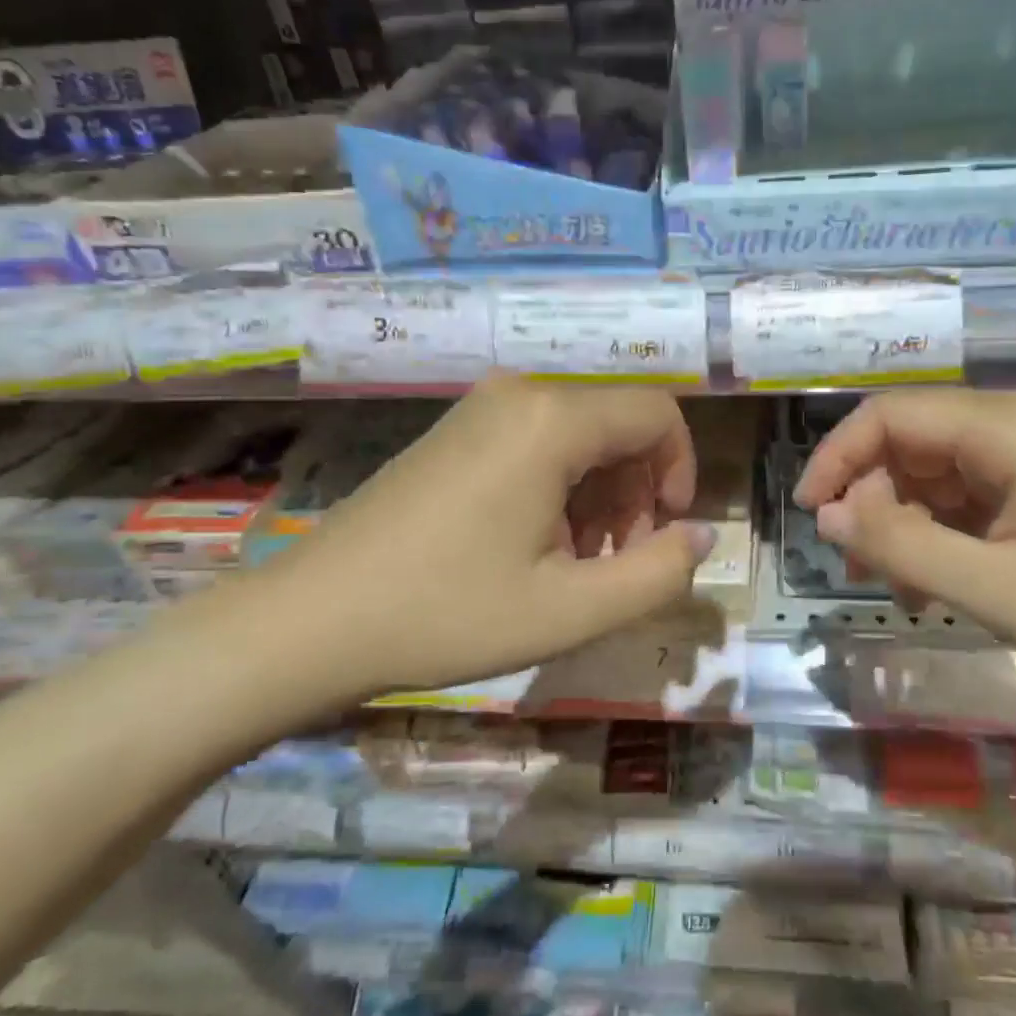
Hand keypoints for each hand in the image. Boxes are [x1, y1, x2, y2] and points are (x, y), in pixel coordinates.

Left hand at [245, 374, 714, 710]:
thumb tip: (703, 537)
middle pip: (618, 423)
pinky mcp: (455, 433)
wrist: (312, 620)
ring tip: (577, 562)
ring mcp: (480, 409)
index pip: (658, 414)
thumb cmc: (448, 613)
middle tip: (619, 561)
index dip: (682, 470)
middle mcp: (519, 394)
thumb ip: (657, 573)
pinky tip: (536, 546)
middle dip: (639, 490)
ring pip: (580, 435)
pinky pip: (537, 442)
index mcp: (552, 420)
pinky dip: (560, 488)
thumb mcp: (570, 609)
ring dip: (601, 494)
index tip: (667, 533)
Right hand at [793, 389, 1015, 706]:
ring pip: (932, 472)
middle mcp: (1015, 424)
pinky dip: (937, 534)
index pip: (890, 415)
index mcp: (1006, 428)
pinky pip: (965, 496)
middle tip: (859, 567)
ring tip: (897, 587)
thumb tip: (828, 514)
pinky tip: (934, 584)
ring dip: (901, 524)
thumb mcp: (994, 588)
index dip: (837, 457)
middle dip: (870, 500)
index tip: (809, 513)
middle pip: (909, 442)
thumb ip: (901, 546)